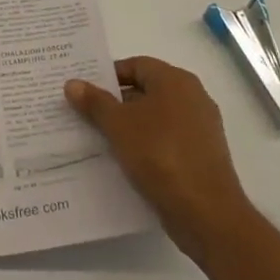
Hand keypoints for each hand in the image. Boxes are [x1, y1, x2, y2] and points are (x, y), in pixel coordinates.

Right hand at [66, 56, 251, 264]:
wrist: (207, 213)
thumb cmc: (161, 155)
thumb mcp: (119, 125)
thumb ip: (95, 102)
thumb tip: (73, 83)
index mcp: (175, 80)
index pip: (136, 65)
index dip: (108, 76)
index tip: (85, 91)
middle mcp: (193, 97)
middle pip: (146, 91)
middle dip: (116, 102)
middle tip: (86, 114)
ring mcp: (201, 128)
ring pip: (156, 119)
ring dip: (130, 127)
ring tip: (100, 139)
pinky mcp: (203, 157)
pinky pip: (168, 142)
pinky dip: (147, 147)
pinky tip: (126, 162)